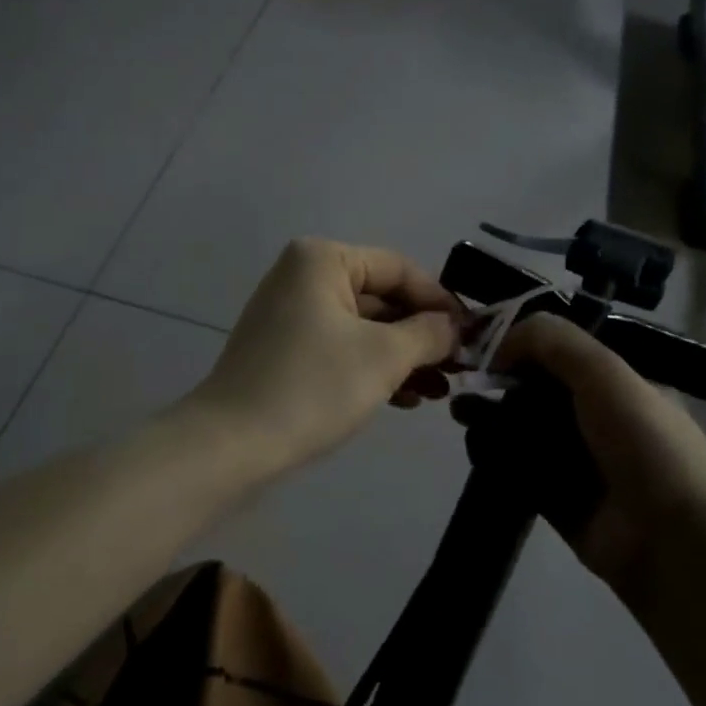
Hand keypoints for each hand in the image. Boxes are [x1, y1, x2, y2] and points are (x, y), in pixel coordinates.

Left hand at [191, 239, 465, 473]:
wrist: (232, 446)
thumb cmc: (313, 387)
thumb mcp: (383, 356)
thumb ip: (428, 333)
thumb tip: (453, 326)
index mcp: (323, 260)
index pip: (399, 269)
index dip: (440, 301)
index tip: (474, 335)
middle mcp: (303, 276)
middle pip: (381, 298)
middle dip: (422, 335)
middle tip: (460, 368)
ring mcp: (291, 314)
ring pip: (363, 327)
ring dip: (403, 357)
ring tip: (440, 391)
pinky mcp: (285, 350)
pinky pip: (341, 348)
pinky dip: (373, 368)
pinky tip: (407, 399)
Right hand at [486, 313, 705, 592]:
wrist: (674, 540)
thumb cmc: (644, 443)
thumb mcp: (605, 372)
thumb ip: (552, 341)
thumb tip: (498, 342)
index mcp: (618, 384)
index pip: (561, 353)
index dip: (522, 344)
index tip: (484, 344)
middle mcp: (598, 419)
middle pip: (538, 391)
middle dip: (500, 381)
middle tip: (465, 379)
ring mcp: (578, 463)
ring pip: (524, 430)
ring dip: (491, 418)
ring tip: (458, 412)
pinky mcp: (558, 501)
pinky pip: (519, 471)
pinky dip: (496, 457)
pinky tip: (474, 444)